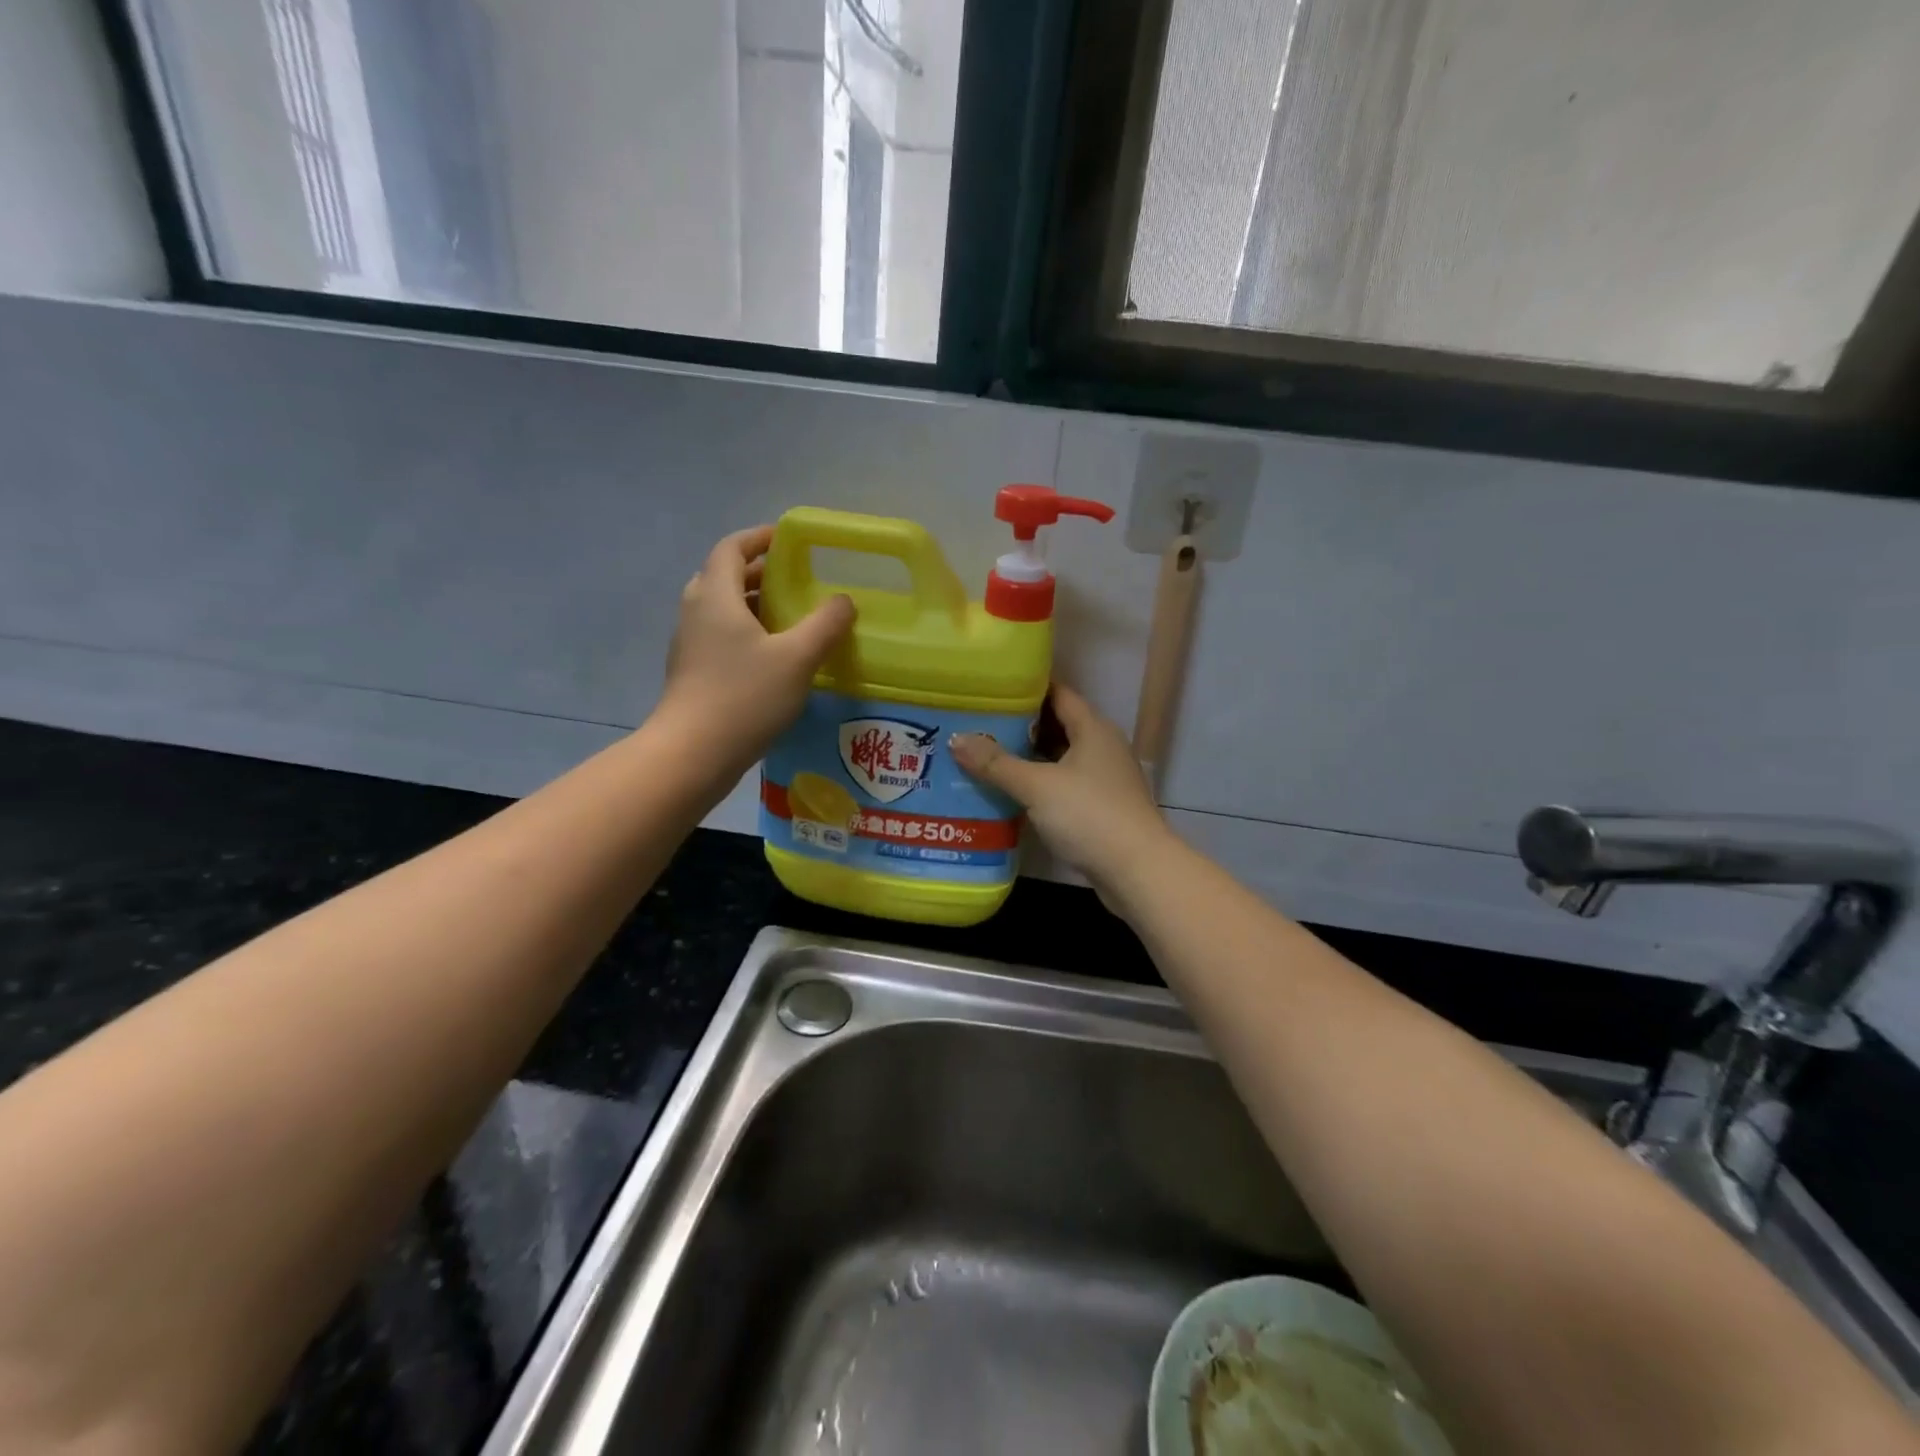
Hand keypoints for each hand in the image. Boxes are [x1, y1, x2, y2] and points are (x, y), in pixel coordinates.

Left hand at [655, 526, 854, 776]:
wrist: (693, 753)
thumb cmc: (745, 697)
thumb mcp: (797, 658)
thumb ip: (825, 625)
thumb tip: (844, 601)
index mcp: (716, 596)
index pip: (732, 548)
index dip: (759, 538)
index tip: (788, 539)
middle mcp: (696, 611)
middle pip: (725, 576)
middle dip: (760, 572)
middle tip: (796, 580)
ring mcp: (690, 643)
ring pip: (722, 609)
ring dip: (754, 604)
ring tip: (791, 617)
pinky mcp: (692, 671)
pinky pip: (720, 636)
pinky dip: (746, 632)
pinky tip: (773, 656)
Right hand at [951, 684, 1176, 907]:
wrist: (1137, 870)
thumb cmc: (1089, 815)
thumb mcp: (1037, 786)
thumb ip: (996, 763)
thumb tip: (957, 739)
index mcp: (1093, 728)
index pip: (1058, 693)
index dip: (1026, 688)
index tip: (992, 687)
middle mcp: (1102, 746)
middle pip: (1057, 725)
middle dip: (1021, 725)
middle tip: (979, 722)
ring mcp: (1104, 778)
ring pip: (1060, 758)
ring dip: (1029, 758)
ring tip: (986, 755)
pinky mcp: (1101, 807)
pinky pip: (1064, 784)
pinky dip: (1040, 784)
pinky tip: (1011, 792)